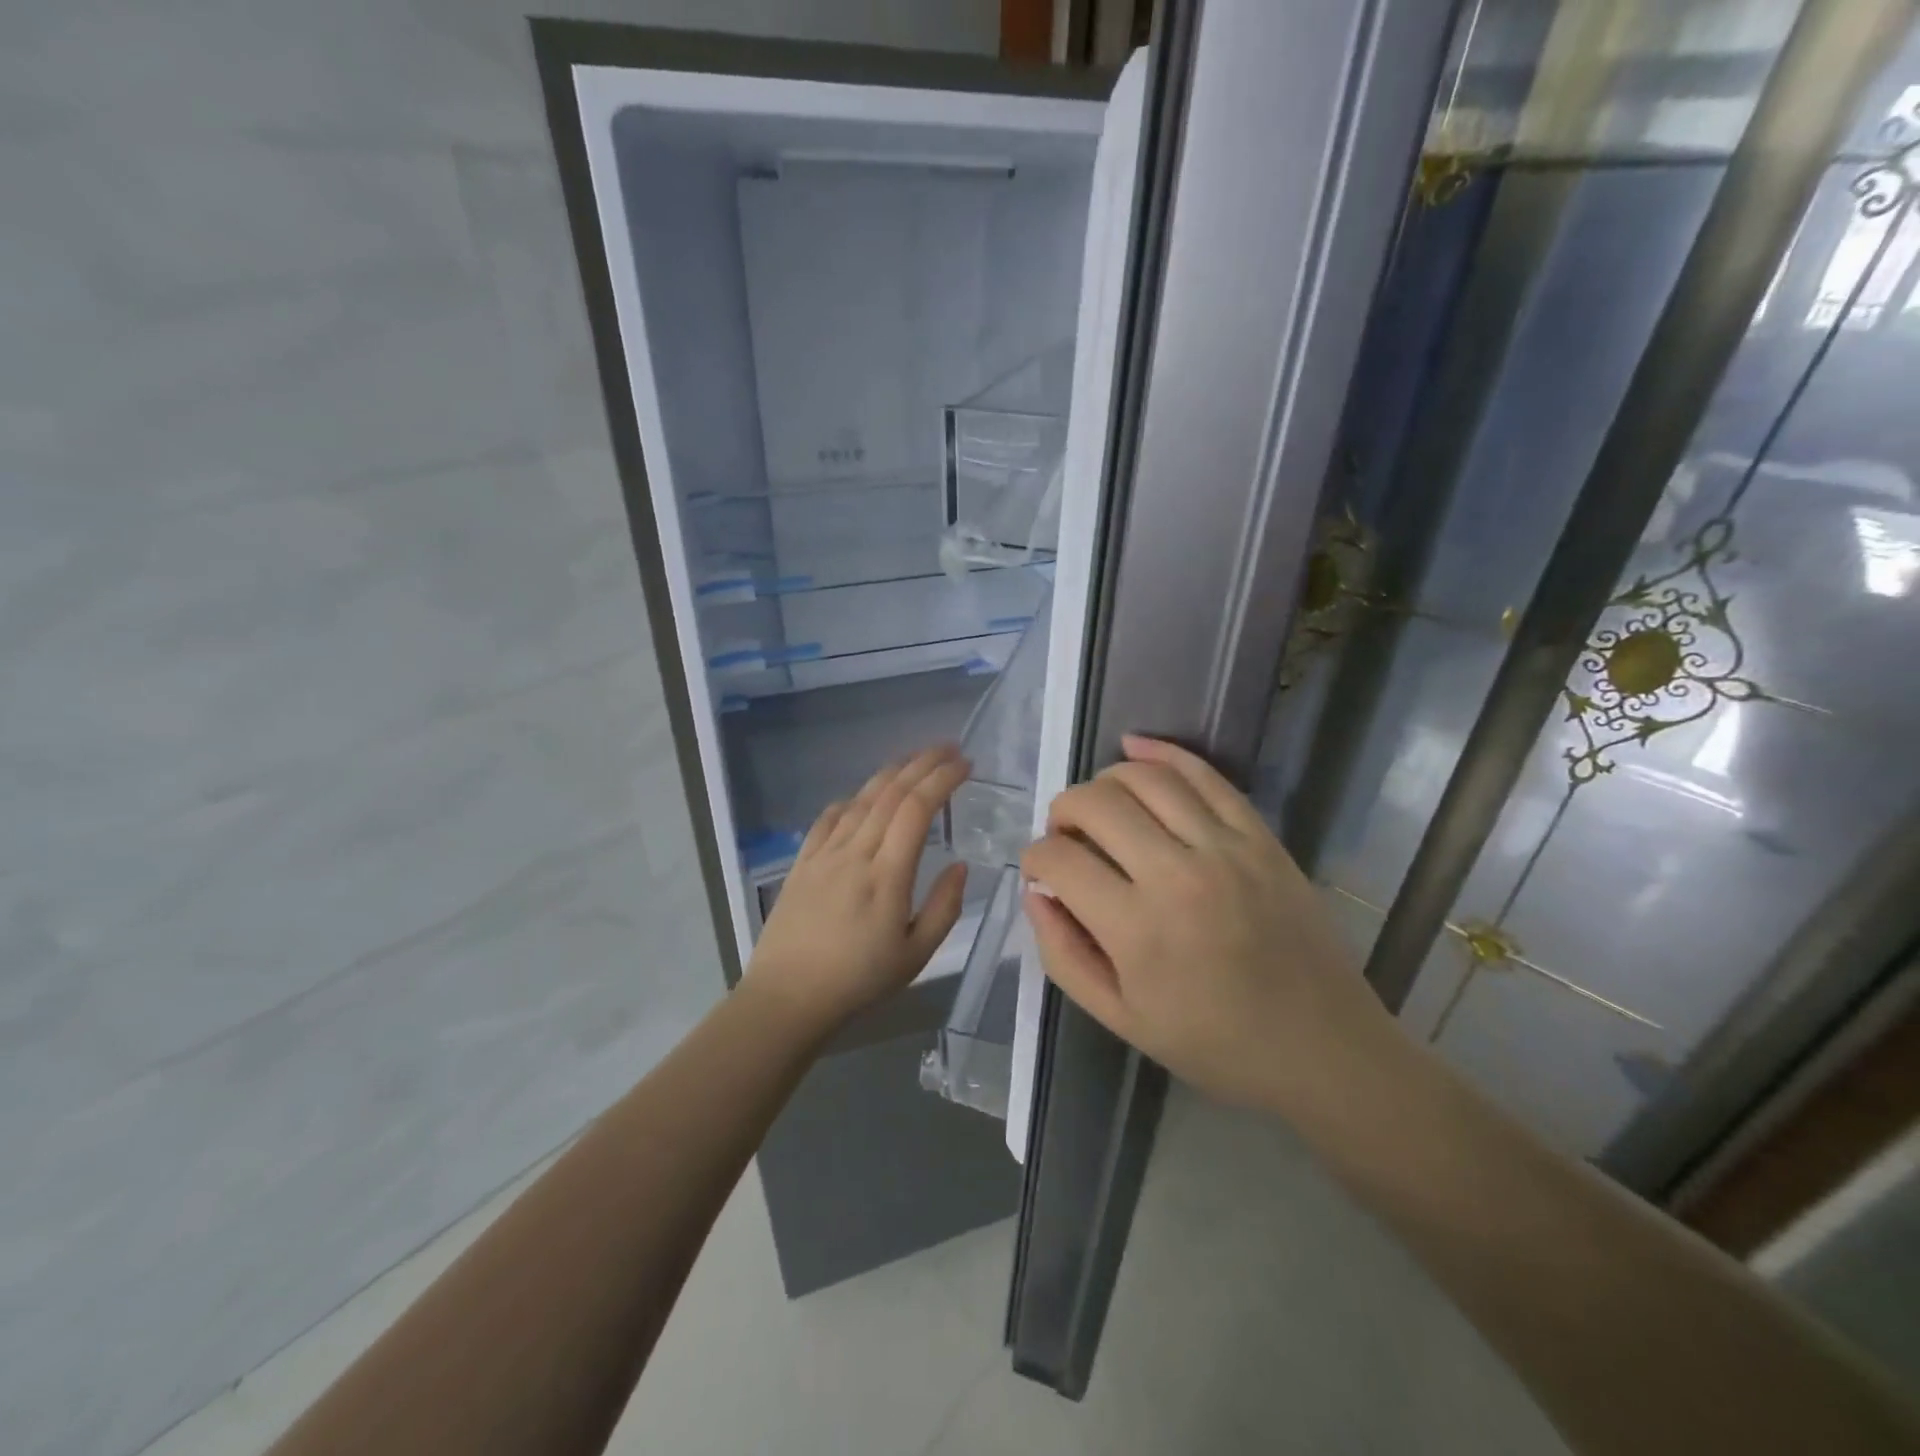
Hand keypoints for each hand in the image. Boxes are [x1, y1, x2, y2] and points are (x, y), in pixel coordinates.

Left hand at [745, 744, 972, 1028]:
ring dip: (890, 773)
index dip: (942, 779)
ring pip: (861, 799)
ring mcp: (824, 854)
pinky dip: (851, 800)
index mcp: (887, 874)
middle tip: (948, 748)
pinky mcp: (802, 862)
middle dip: (922, 763)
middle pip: (890, 793)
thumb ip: (944, 907)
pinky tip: (861, 798)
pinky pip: (828, 819)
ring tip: (913, 760)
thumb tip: (959, 865)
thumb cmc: (858, 980)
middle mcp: (855, 852)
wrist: (787, 997)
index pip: (917, 809)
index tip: (965, 764)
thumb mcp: (915, 955)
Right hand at [1021, 735, 1395, 1114]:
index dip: (1034, 859)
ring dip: (1104, 780)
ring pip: (1144, 778)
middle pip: (1095, 804)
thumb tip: (1036, 894)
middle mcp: (1177, 875)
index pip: (1059, 860)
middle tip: (1064, 836)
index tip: (1040, 872)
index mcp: (1137, 930)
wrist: (1322, 1048)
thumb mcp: (1121, 1019)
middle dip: (1062, 811)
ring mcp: (1225, 848)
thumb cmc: (1215, 1043)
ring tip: (1098, 805)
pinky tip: (1134, 748)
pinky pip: (1204, 774)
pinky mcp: (1260, 836)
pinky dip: (1162, 752)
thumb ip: (1064, 955)